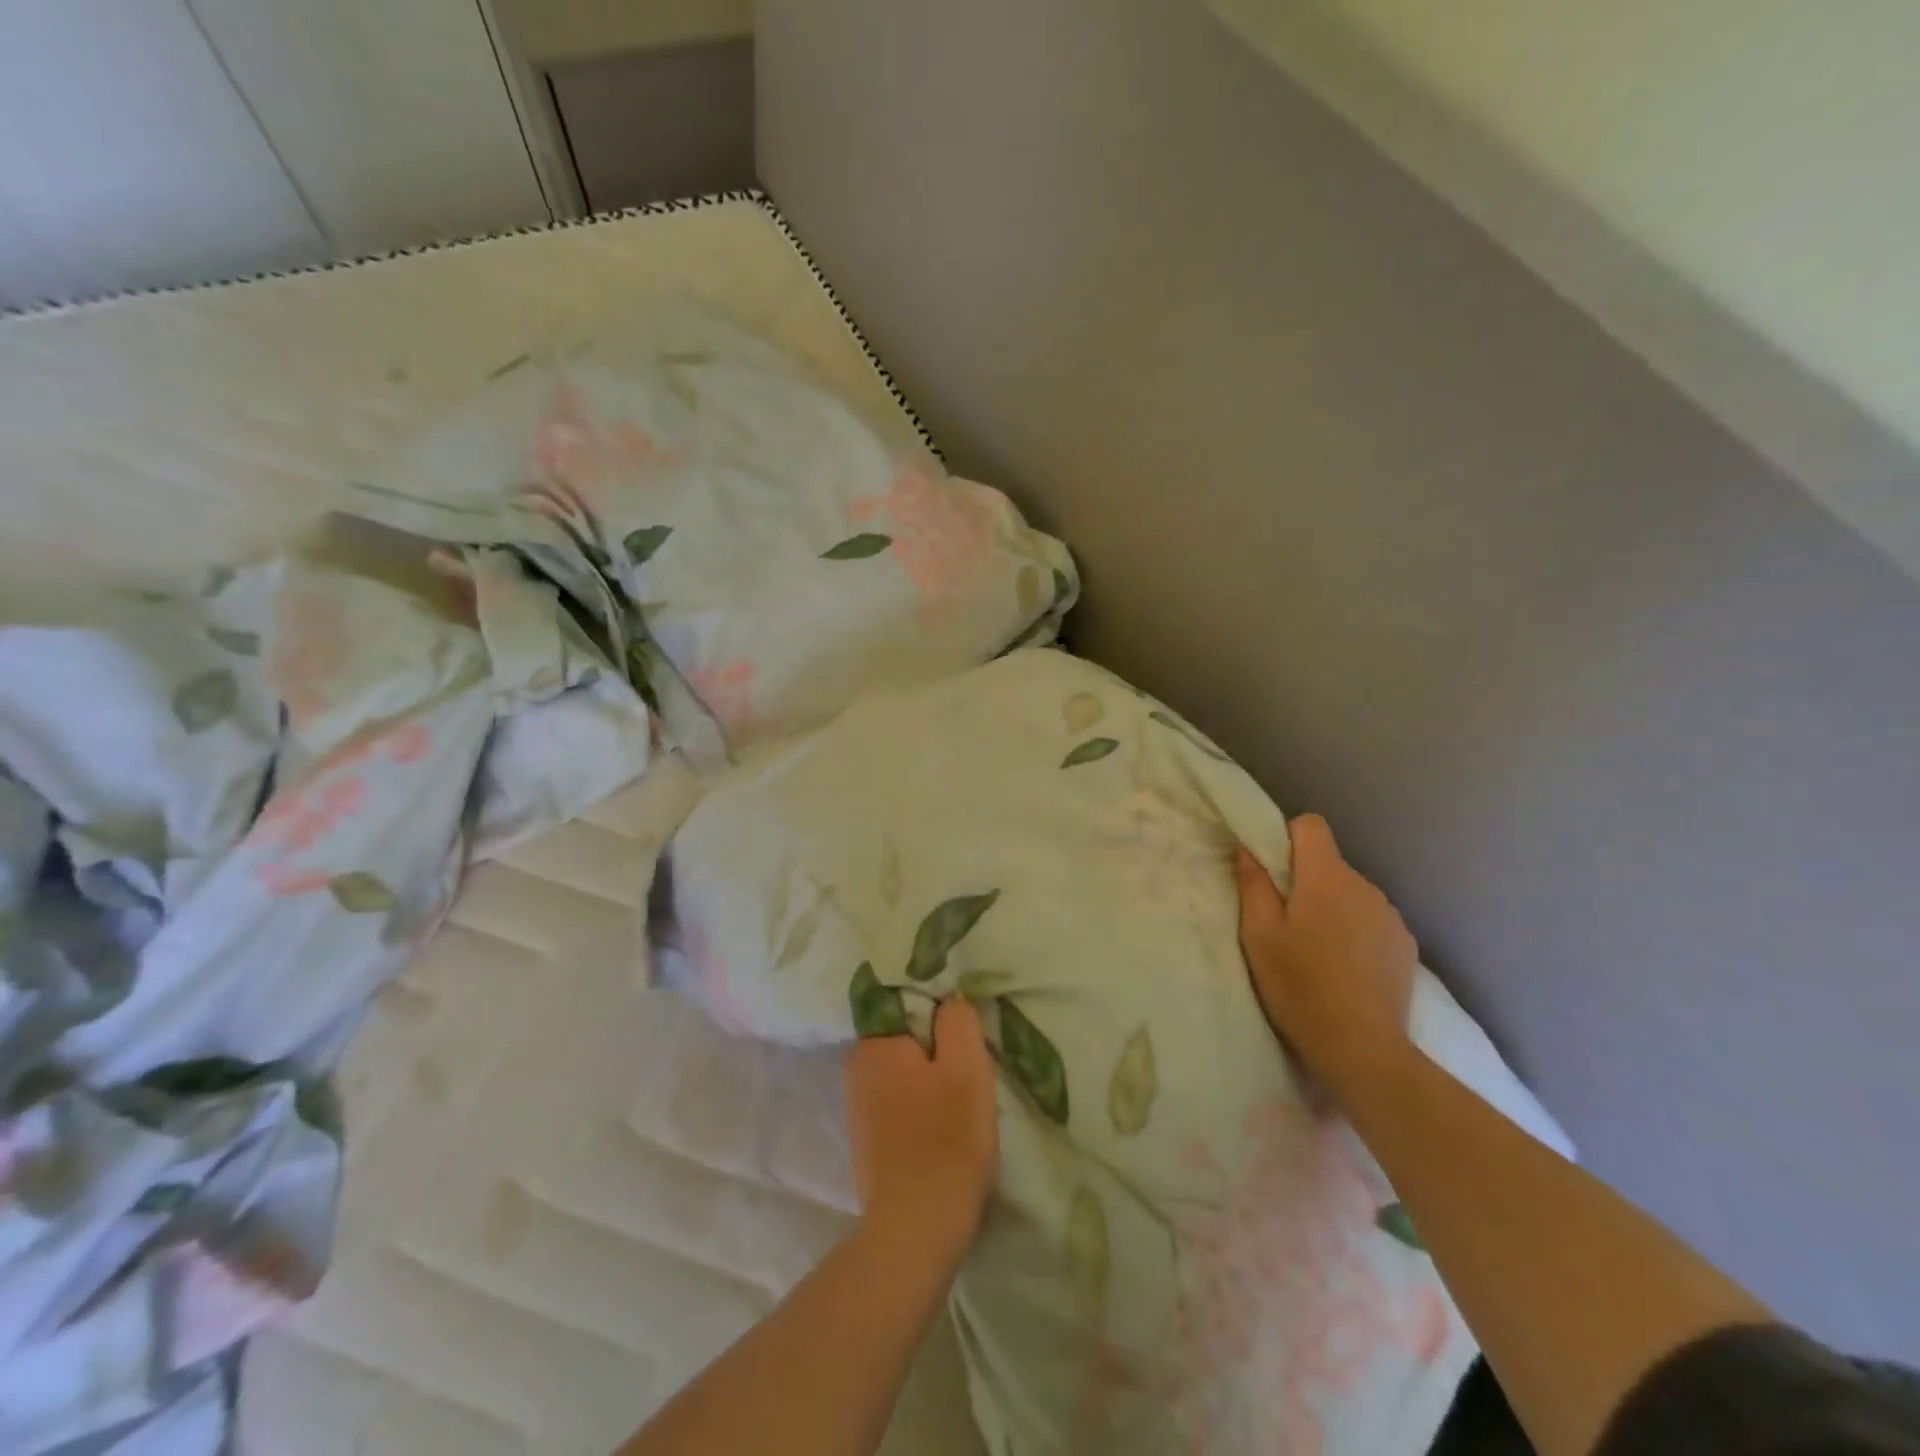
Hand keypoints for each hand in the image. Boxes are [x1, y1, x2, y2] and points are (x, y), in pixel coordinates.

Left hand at [844, 996, 998, 1269]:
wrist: (916, 1231)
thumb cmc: (946, 1140)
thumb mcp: (967, 1067)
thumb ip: (957, 1020)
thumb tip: (949, 999)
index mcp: (874, 1044)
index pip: (911, 1004)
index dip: (944, 1018)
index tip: (968, 1040)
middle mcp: (856, 1069)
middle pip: (909, 1040)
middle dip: (939, 1052)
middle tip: (971, 1076)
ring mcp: (857, 1108)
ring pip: (905, 1074)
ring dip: (932, 1083)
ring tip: (961, 1108)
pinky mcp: (865, 1142)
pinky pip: (899, 1105)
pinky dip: (921, 1110)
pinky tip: (942, 1132)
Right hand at [1235, 815, 1417, 1101]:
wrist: (1362, 1047)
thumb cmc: (1299, 985)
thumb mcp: (1259, 935)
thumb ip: (1253, 884)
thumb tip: (1247, 848)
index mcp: (1326, 877)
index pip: (1311, 825)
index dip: (1287, 838)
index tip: (1273, 872)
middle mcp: (1365, 885)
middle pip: (1329, 862)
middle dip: (1306, 880)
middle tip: (1286, 922)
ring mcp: (1391, 916)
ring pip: (1350, 893)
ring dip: (1332, 907)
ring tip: (1317, 950)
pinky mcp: (1406, 945)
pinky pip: (1372, 920)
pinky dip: (1356, 931)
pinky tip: (1345, 967)